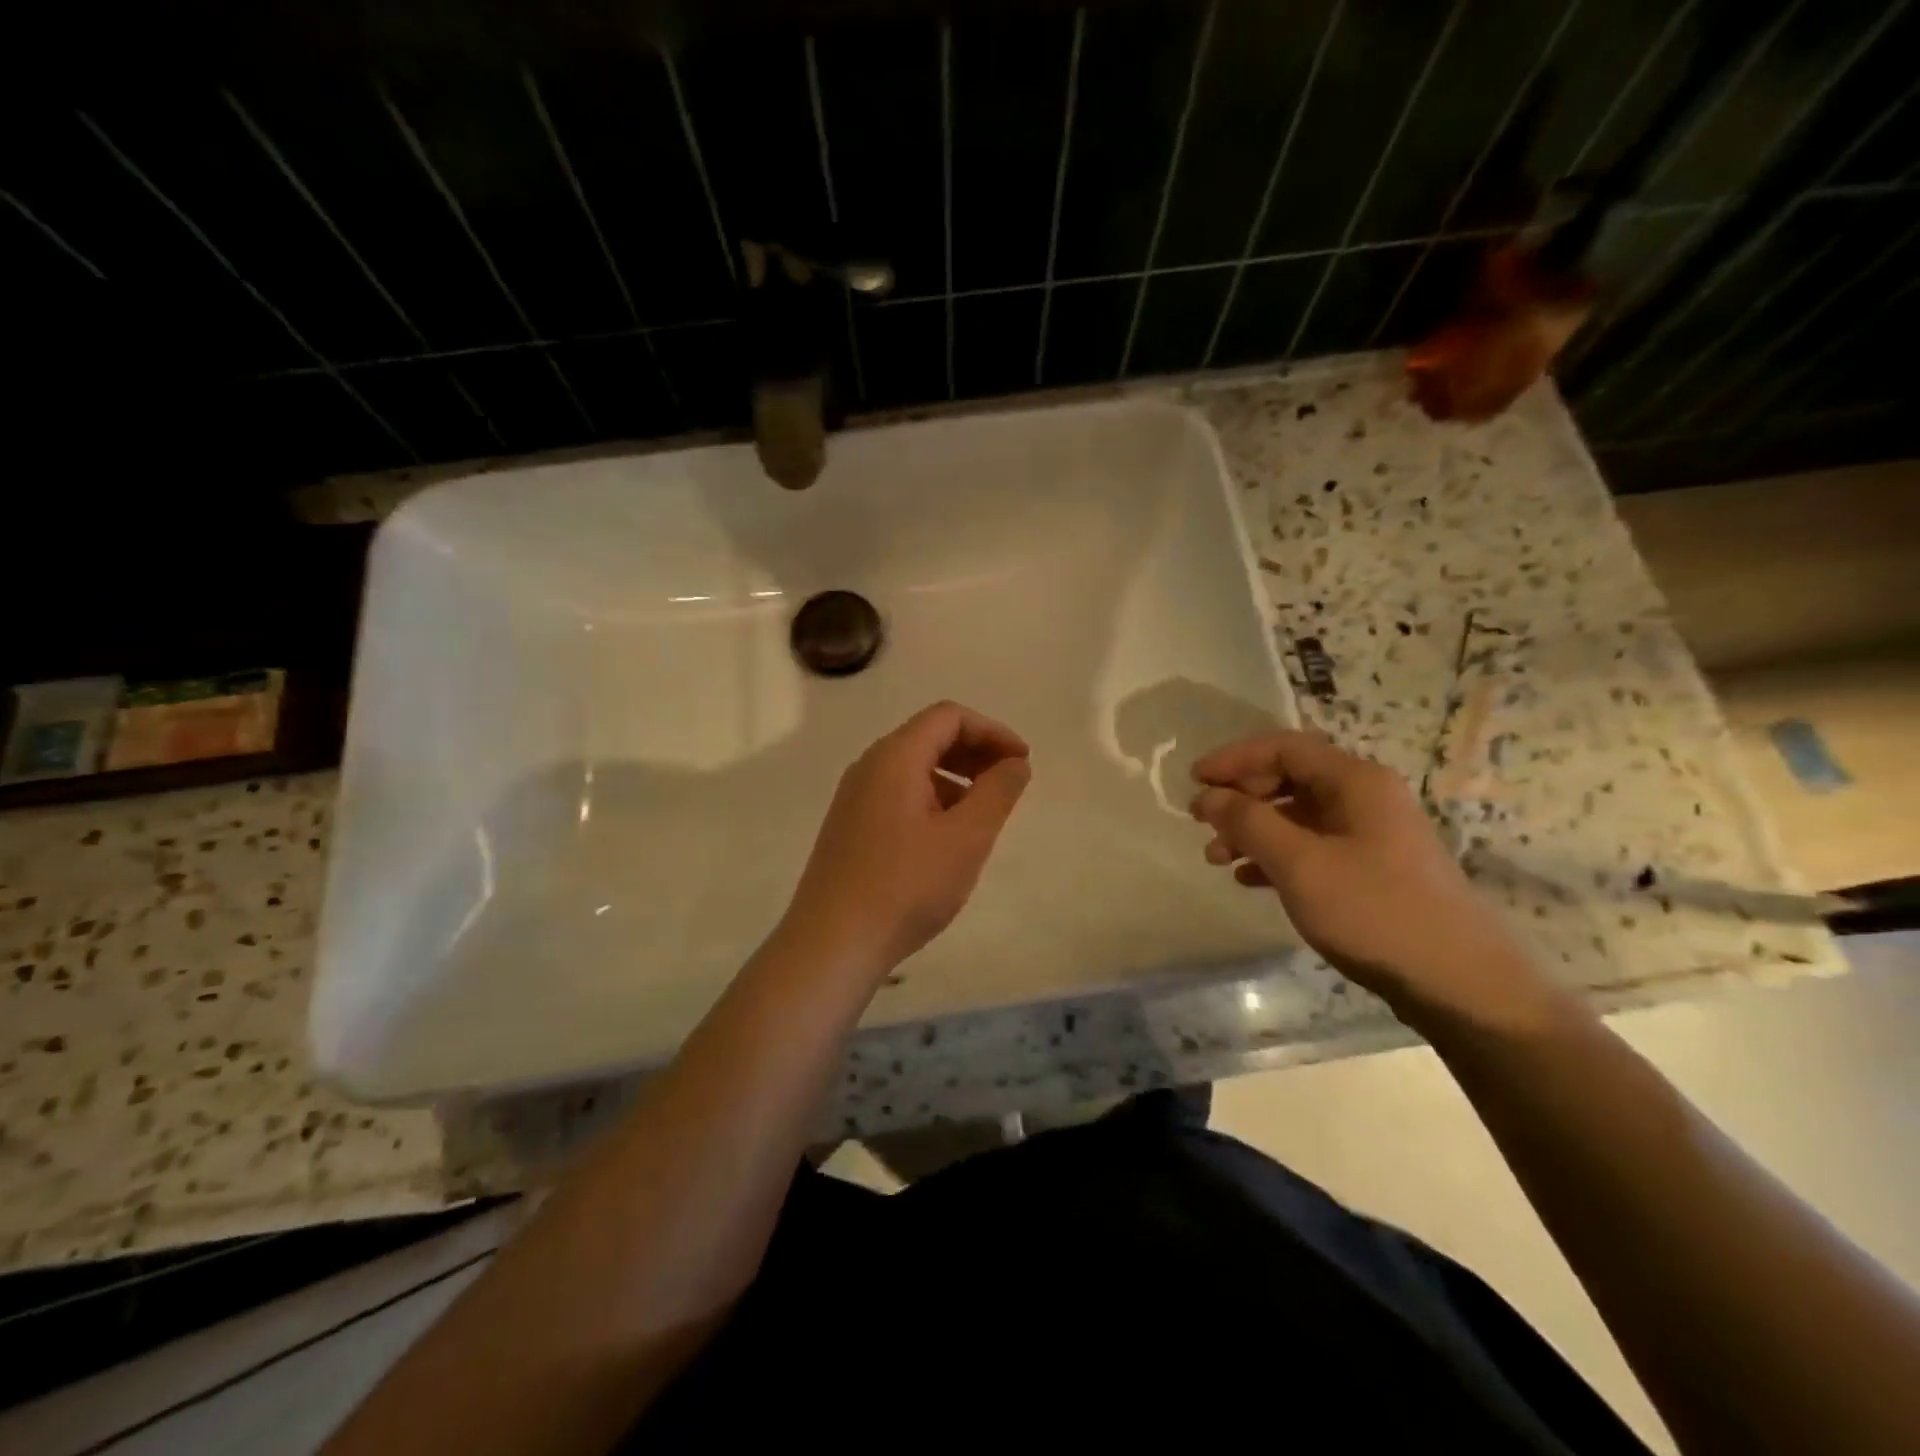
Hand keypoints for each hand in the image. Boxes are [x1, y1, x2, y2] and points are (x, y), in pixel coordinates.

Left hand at [781, 701, 1031, 978]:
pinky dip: (932, 799)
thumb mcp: (966, 838)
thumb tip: (1015, 763)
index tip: (1022, 762)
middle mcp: (869, 767)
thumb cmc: (907, 886)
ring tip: (983, 815)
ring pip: (913, 768)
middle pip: (929, 737)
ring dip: (955, 777)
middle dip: (975, 752)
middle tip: (1009, 783)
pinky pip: (897, 794)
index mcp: (894, 757)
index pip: (948, 717)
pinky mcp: (849, 827)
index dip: (992, 731)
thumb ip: (997, 792)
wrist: (833, 943)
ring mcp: (854, 798)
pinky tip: (946, 838)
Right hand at [1189, 731, 1538, 1019]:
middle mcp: (1365, 797)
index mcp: (1355, 781)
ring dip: (1253, 830)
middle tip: (1202, 822)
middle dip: (1241, 797)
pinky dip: (1276, 855)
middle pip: (1290, 778)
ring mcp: (1371, 834)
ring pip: (1298, 816)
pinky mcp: (1372, 869)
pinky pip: (1312, 846)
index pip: (1284, 747)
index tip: (1193, 779)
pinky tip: (1249, 879)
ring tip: (1216, 858)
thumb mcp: (1299, 863)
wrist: (1457, 983)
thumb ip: (1248, 822)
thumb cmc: (1373, 910)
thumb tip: (1209, 795)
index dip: (1234, 758)